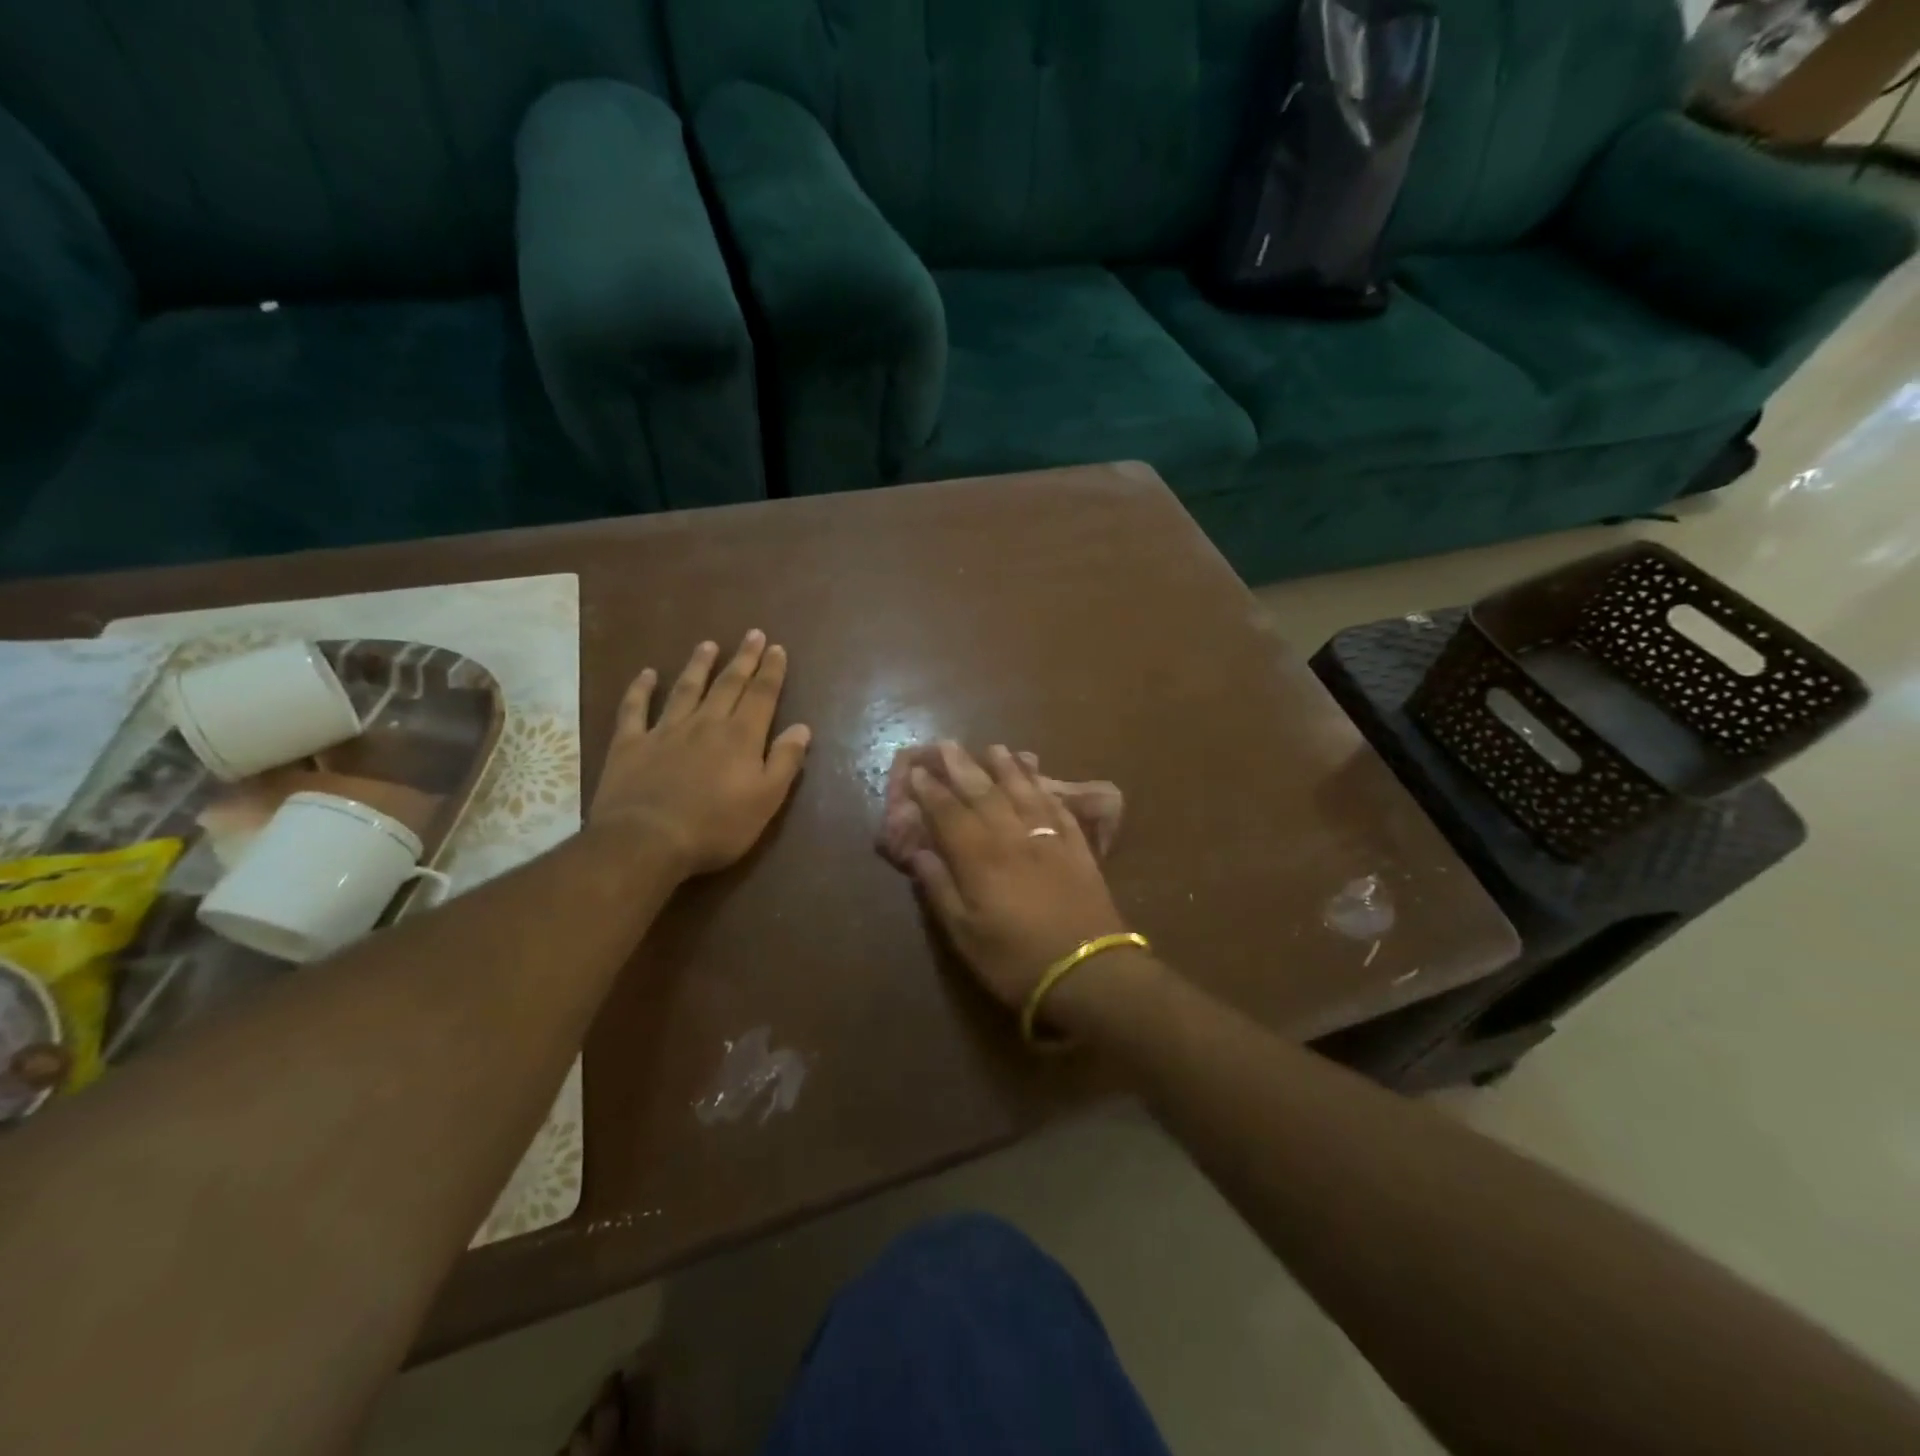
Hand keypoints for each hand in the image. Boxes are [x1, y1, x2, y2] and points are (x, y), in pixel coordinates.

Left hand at [591, 632, 810, 875]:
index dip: (771, 671)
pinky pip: (635, 709)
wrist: (647, 841)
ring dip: (699, 665)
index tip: (777, 648)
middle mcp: (705, 723)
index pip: (761, 695)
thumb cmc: (716, 826)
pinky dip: (640, 689)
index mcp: (741, 737)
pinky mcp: (630, 744)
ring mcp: (665, 730)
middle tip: (752, 634)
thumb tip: (802, 728)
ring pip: (686, 689)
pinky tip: (647, 674)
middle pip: (728, 684)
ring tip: (709, 645)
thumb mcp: (765, 800)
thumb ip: (785, 761)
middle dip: (743, 659)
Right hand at [907, 742, 1132, 1010]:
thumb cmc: (1016, 961)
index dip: (931, 792)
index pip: (949, 814)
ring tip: (995, 748)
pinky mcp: (1078, 848)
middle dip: (964, 768)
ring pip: (1024, 792)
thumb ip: (940, 889)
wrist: (1090, 973)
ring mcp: (1049, 839)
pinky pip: (1057, 807)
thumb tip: (918, 853)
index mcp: (980, 858)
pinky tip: (1039, 779)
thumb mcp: (965, 936)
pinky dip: (1045, 788)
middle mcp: (1013, 837)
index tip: (917, 771)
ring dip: (1007, 768)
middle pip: (985, 793)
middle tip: (948, 745)